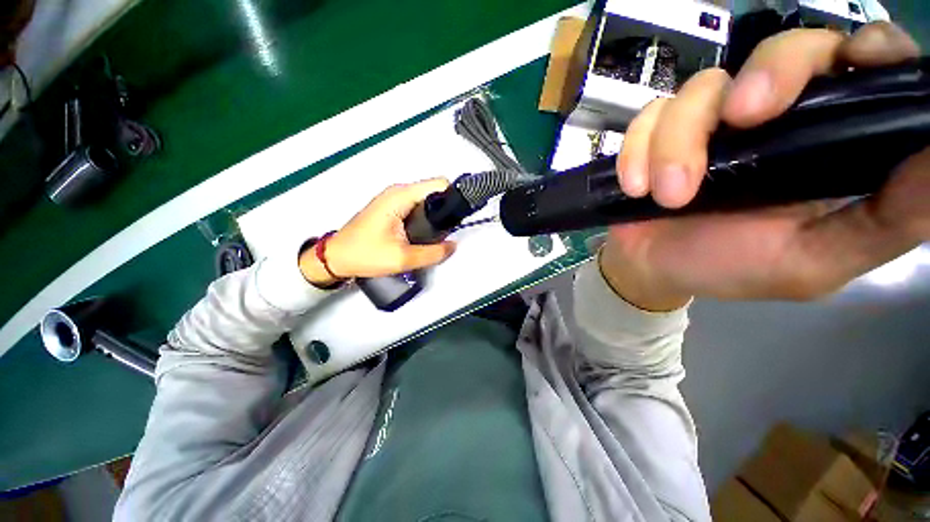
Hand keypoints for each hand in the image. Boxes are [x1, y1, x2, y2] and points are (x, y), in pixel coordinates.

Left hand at [299, 179, 455, 285]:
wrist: (336, 258)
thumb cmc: (364, 254)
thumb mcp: (403, 258)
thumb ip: (433, 253)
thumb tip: (452, 246)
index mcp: (401, 196)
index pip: (439, 184)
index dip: (454, 197)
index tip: (461, 215)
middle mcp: (399, 192)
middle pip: (434, 191)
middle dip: (446, 209)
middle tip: (451, 231)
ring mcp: (395, 200)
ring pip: (427, 200)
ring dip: (436, 215)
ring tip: (440, 235)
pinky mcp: (393, 209)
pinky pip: (418, 207)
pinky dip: (427, 217)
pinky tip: (427, 234)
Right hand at [604, 22, 926, 309]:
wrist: (652, 268)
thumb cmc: (729, 268)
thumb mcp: (814, 260)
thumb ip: (887, 221)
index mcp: (824, 143)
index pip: (861, 66)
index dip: (865, 49)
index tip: (856, 61)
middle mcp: (772, 119)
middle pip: (782, 50)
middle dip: (764, 77)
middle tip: (737, 123)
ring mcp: (707, 123)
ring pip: (700, 89)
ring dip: (676, 144)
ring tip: (669, 196)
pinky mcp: (656, 135)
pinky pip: (647, 118)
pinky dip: (637, 152)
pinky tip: (635, 188)